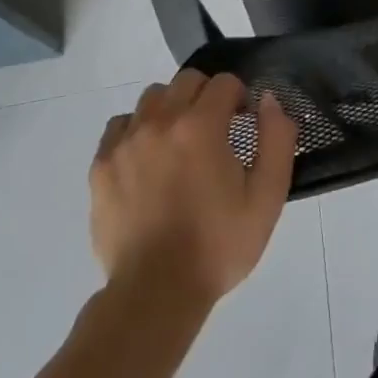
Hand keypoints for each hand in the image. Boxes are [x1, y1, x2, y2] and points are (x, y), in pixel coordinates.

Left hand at [89, 69, 297, 306]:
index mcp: (201, 125)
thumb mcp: (267, 198)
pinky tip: (147, 159)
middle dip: (207, 97)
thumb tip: (268, 100)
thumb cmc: (217, 246)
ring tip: (179, 144)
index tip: (243, 126)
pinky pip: (120, 126)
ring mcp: (126, 142)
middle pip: (187, 81)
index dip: (239, 99)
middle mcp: (160, 121)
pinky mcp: (101, 166)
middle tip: (215, 132)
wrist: (155, 295)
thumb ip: (277, 139)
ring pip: (153, 98)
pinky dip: (137, 131)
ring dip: (171, 109)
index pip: (224, 83)